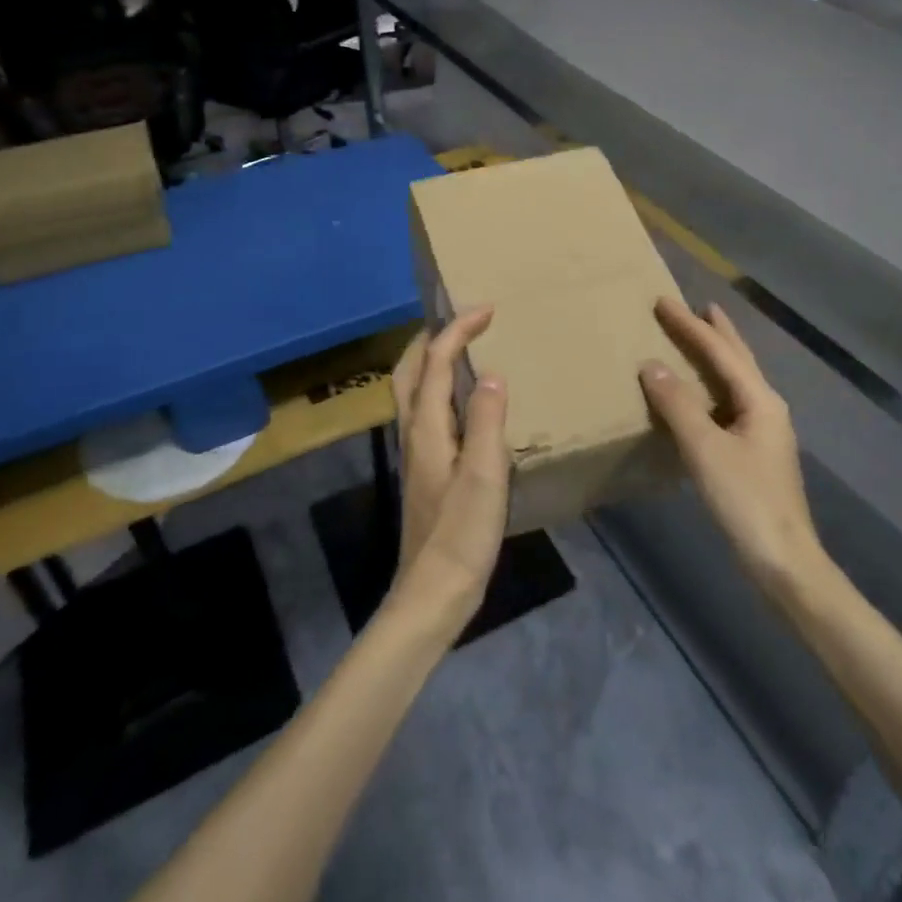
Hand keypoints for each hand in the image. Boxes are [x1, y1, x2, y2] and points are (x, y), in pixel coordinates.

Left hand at [386, 308, 510, 632]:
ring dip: (432, 360)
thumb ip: (487, 421)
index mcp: (427, 427)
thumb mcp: (484, 475)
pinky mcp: (424, 470)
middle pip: (410, 370)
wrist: (434, 592)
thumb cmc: (462, 533)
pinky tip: (464, 403)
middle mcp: (414, 432)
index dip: (458, 330)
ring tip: (462, 350)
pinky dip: (439, 388)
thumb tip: (490, 374)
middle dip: (432, 338)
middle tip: (463, 322)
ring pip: (413, 390)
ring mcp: (416, 452)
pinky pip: (426, 410)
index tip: (486, 310)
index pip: (437, 362)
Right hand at [639, 297, 821, 597]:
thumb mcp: (706, 449)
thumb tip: (651, 365)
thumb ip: (677, 404)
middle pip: (738, 359)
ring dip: (718, 357)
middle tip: (697, 307)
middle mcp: (767, 407)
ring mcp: (764, 431)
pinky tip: (701, 397)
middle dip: (717, 332)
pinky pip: (730, 403)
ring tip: (700, 340)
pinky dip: (713, 387)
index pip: (719, 351)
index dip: (689, 325)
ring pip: (737, 381)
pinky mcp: (756, 453)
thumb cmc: (745, 500)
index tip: (662, 301)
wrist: (783, 561)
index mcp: (760, 400)